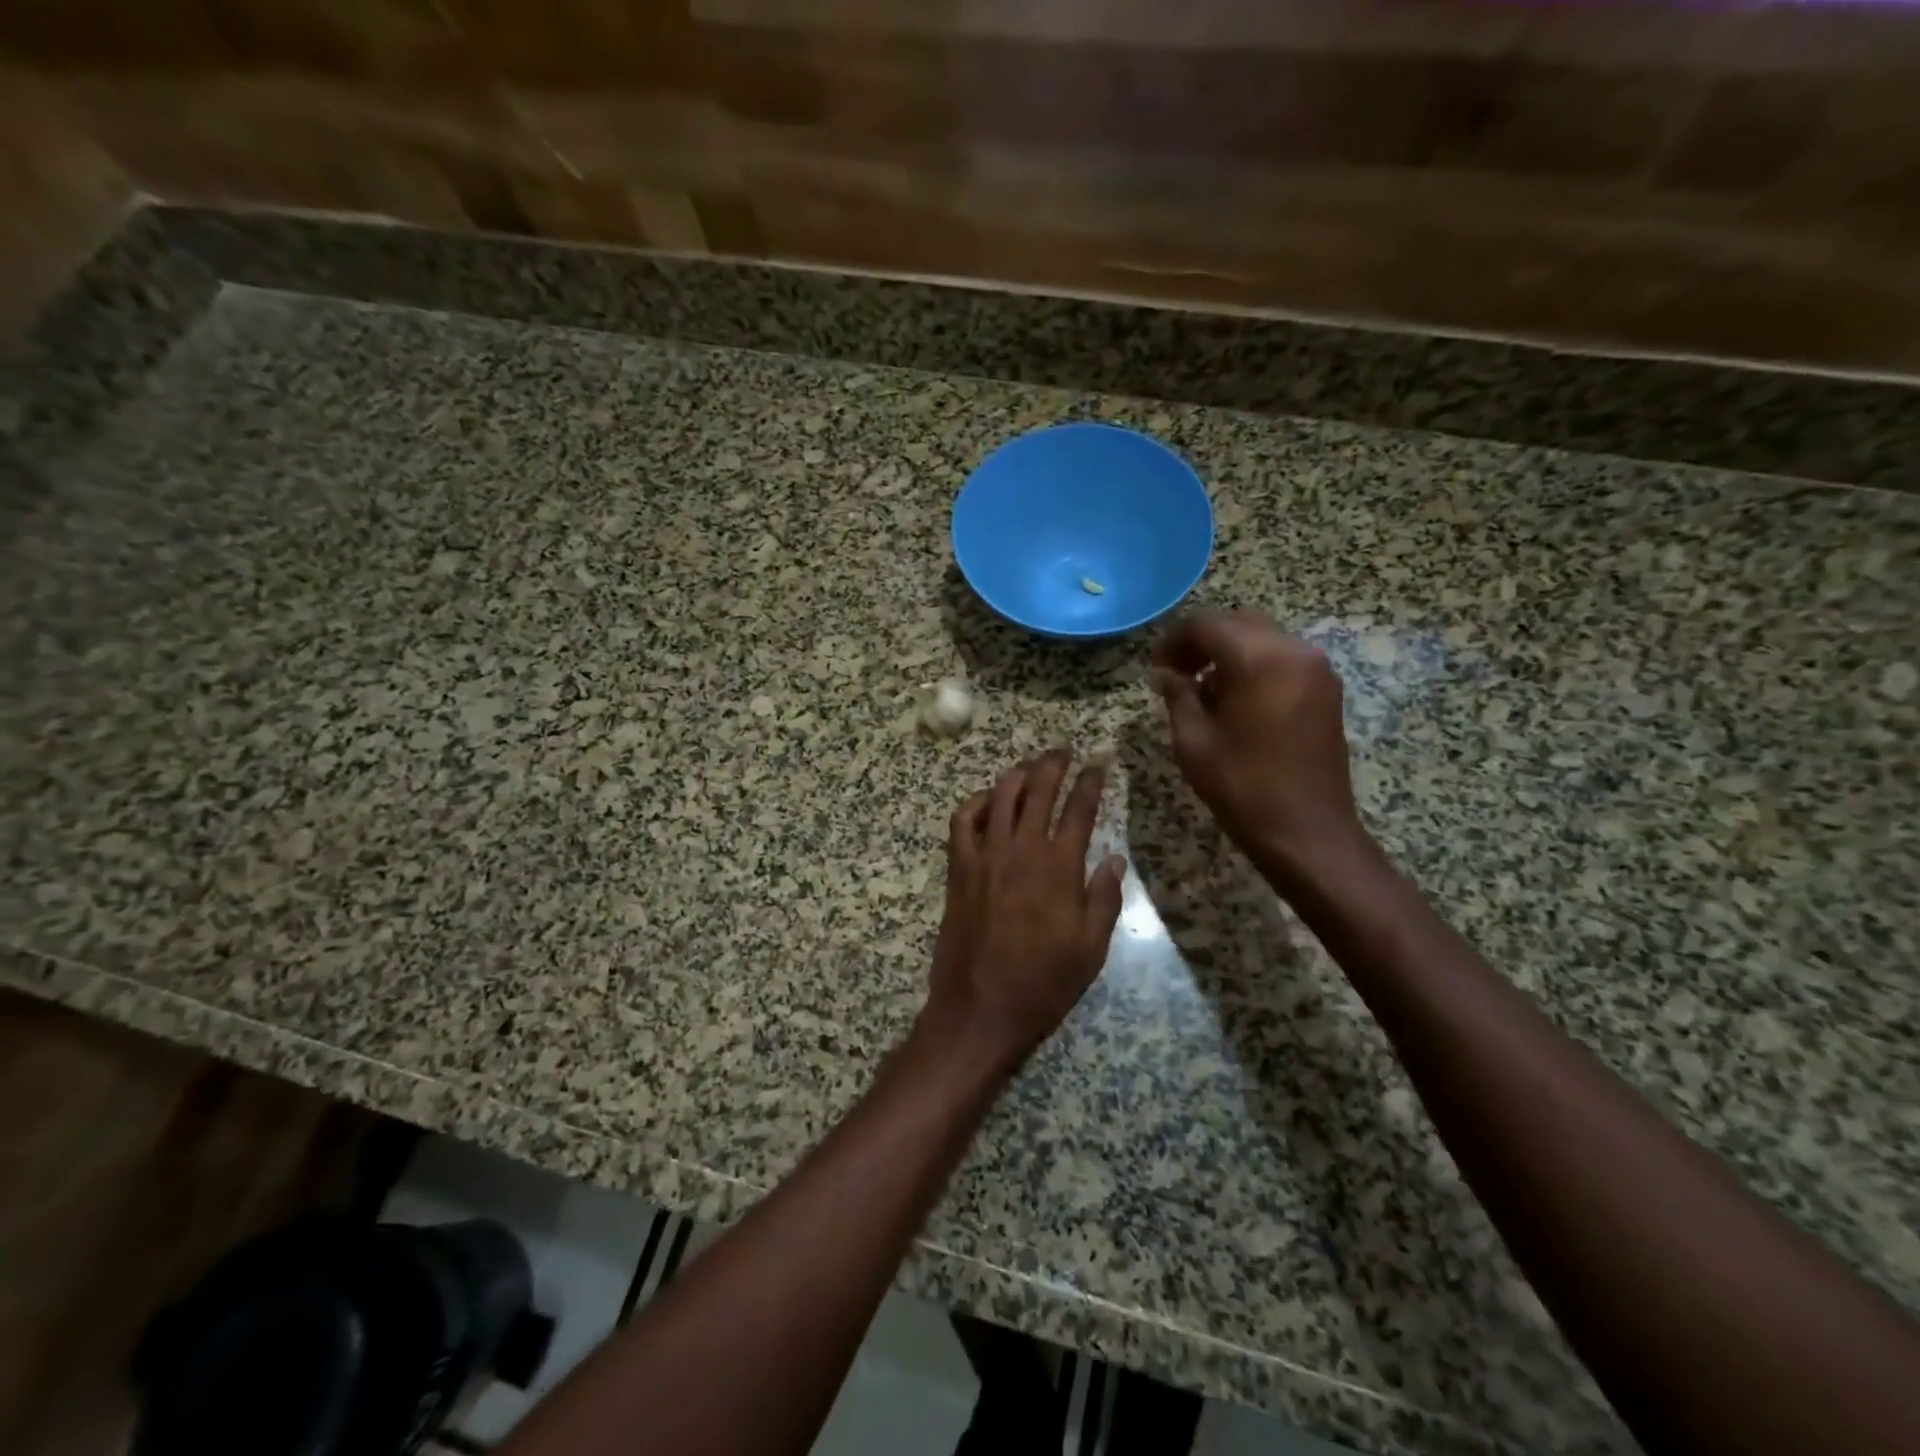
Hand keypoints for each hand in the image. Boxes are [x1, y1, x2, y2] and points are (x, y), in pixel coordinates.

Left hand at [924, 749, 1125, 1072]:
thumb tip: (1115, 859)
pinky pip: (962, 821)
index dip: (1090, 782)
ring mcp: (984, 856)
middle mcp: (1020, 851)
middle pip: (1037, 790)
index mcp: (1058, 868)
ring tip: (1030, 767)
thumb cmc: (1042, 984)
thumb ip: (1104, 899)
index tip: (1098, 764)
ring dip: (1017, 774)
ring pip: (999, 796)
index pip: (1078, 809)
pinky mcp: (958, 868)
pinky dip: (975, 802)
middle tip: (1064, 751)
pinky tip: (988, 800)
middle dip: (1053, 764)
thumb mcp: (1090, 949)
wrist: (980, 1008)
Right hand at [1152, 610, 1366, 872]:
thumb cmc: (1242, 787)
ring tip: (1203, 689)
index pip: (1207, 625)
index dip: (1174, 640)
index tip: (1156, 667)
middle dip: (1203, 641)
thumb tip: (1165, 673)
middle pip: (1238, 623)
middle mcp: (1294, 652)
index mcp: (1259, 660)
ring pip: (1263, 638)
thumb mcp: (1194, 741)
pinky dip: (1254, 665)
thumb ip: (1178, 696)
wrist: (1307, 831)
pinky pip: (1283, 658)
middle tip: (1176, 672)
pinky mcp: (1327, 689)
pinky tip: (1235, 699)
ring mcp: (1316, 669)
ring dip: (1229, 652)